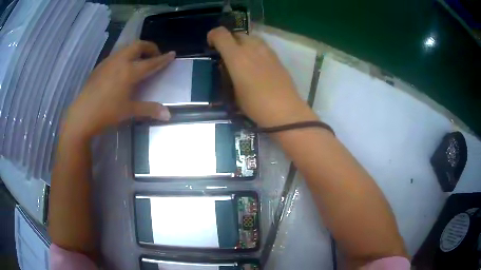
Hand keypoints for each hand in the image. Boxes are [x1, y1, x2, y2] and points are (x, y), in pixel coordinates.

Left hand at [63, 41, 174, 138]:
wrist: (82, 115)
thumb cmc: (107, 113)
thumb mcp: (129, 111)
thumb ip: (150, 109)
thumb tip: (168, 115)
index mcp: (129, 71)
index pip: (151, 62)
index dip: (163, 59)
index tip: (172, 54)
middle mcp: (120, 61)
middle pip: (138, 46)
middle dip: (149, 47)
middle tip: (154, 56)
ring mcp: (108, 62)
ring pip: (126, 48)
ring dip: (136, 50)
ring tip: (139, 60)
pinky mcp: (100, 66)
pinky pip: (116, 55)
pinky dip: (125, 56)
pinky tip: (122, 68)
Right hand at [207, 27, 316, 126]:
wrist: (285, 110)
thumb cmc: (255, 105)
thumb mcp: (233, 92)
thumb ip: (228, 74)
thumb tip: (228, 66)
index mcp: (236, 56)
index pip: (221, 34)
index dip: (213, 36)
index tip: (211, 45)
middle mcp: (252, 48)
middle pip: (237, 34)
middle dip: (229, 40)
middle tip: (227, 55)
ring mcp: (266, 50)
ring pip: (251, 38)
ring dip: (243, 44)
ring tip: (242, 58)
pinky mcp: (277, 57)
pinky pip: (262, 46)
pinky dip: (255, 50)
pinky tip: (256, 64)